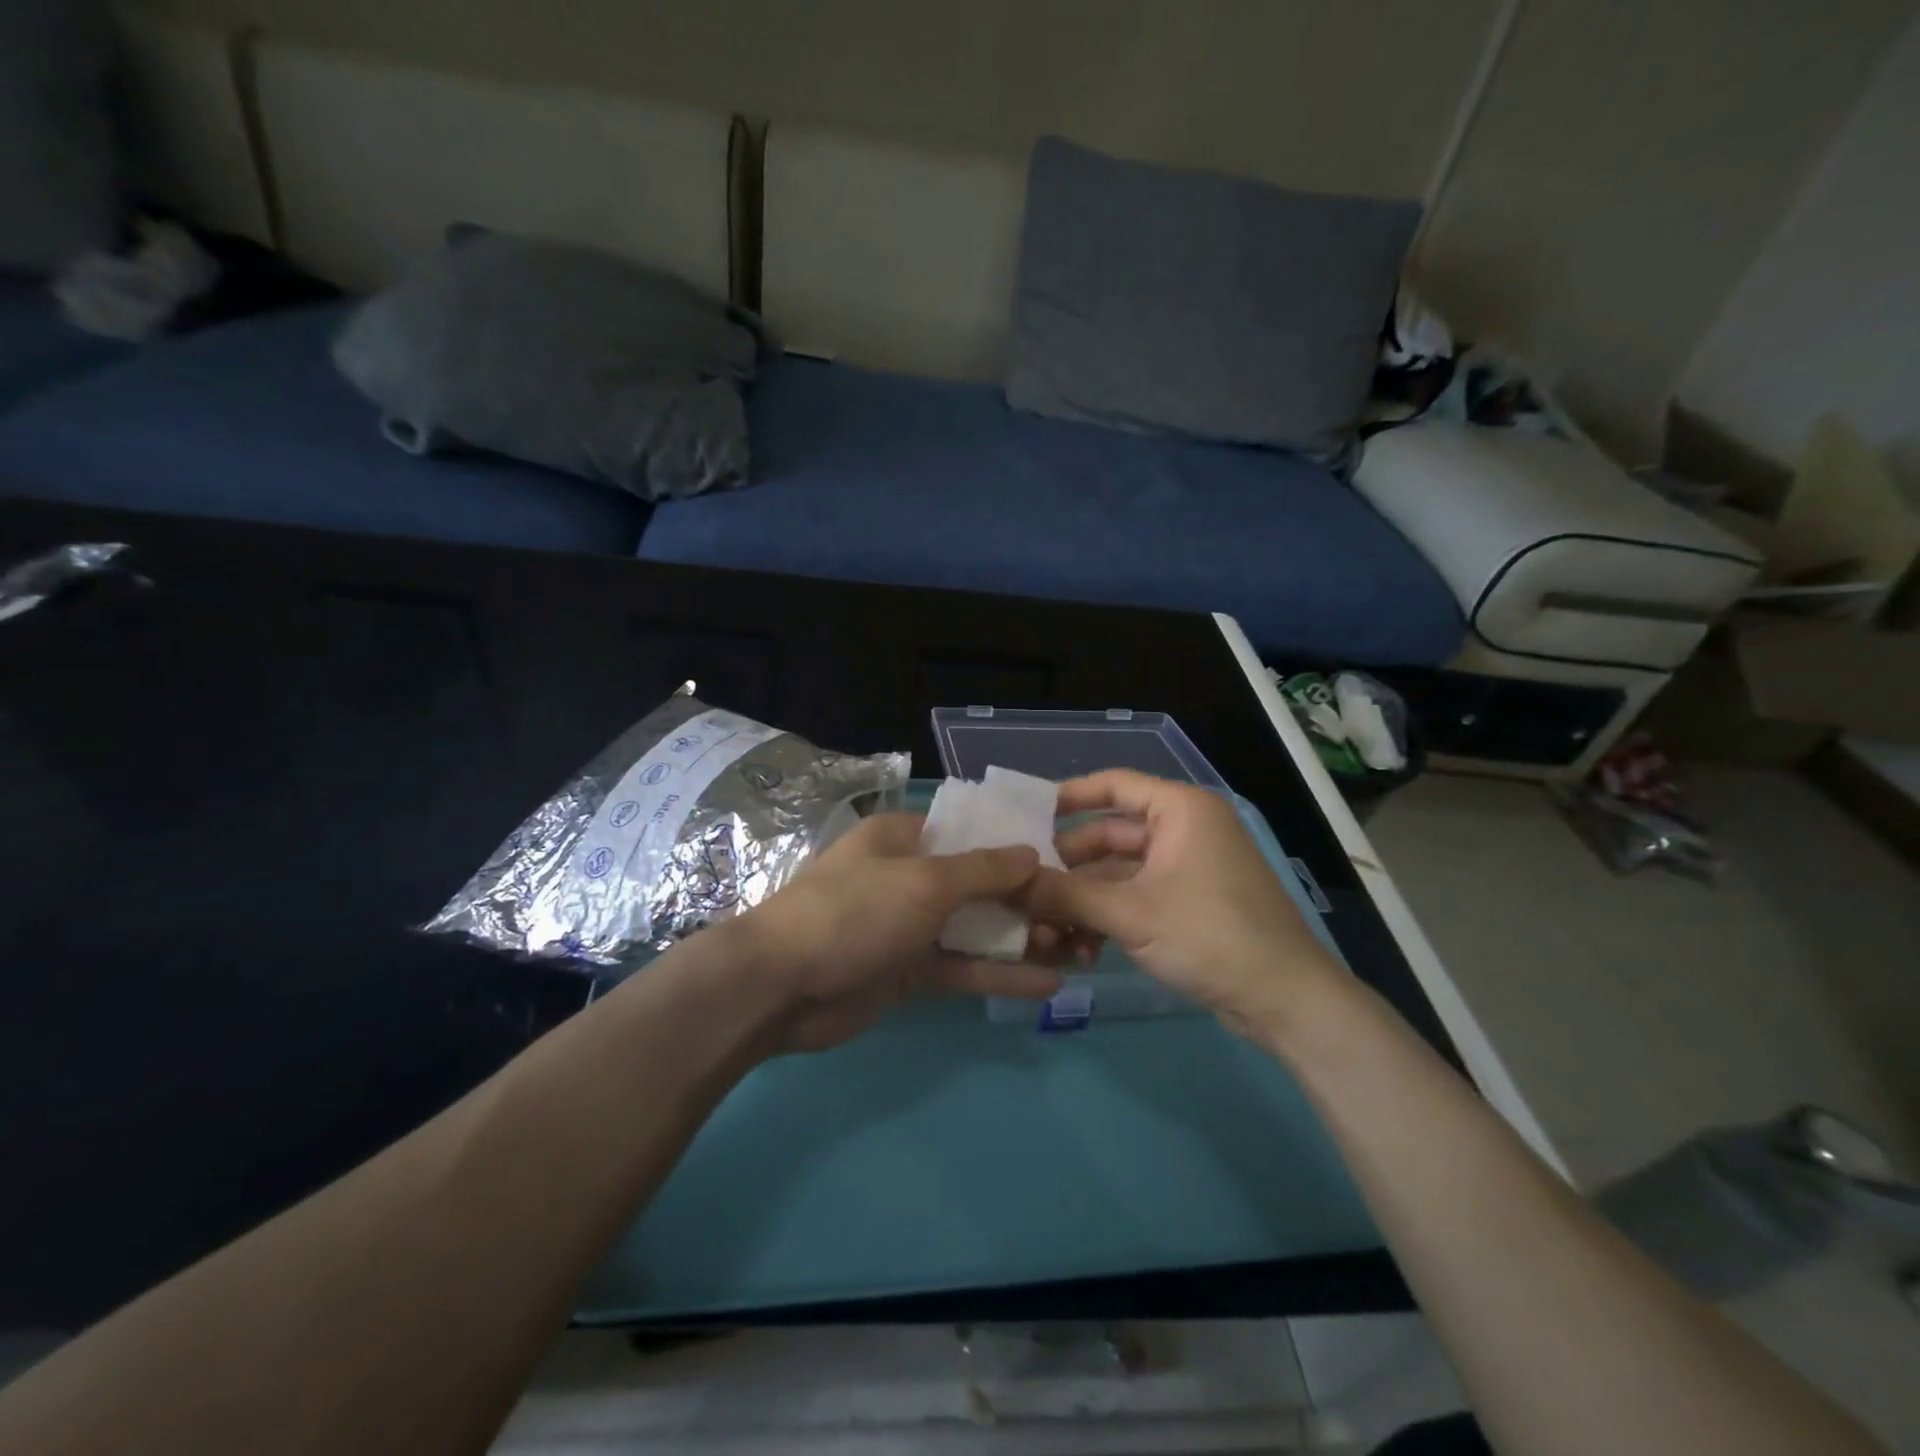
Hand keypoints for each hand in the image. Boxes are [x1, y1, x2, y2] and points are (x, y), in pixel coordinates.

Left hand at [740, 811, 1062, 1052]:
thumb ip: (982, 870)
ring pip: (974, 928)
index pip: (969, 834)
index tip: (1063, 859)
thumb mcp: (924, 882)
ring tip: (1077, 950)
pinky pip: (961, 968)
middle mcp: (908, 877)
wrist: (780, 987)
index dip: (1014, 845)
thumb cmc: (854, 912)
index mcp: (903, 839)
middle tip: (1080, 914)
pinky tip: (1048, 984)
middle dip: (1027, 898)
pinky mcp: (908, 972)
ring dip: (1020, 939)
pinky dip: (998, 975)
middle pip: (977, 884)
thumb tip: (1032, 853)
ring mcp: (908, 927)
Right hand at [1023, 770, 1342, 1038]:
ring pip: (1119, 871)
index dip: (1067, 796)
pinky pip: (1136, 895)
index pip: (1113, 785)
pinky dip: (1109, 915)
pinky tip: (1081, 947)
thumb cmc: (1209, 935)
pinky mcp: (1189, 901)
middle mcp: (1184, 829)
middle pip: (1109, 834)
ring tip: (1046, 925)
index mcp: (1180, 810)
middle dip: (1068, 863)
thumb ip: (1065, 894)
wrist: (1284, 999)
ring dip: (1084, 897)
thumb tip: (1010, 883)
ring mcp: (1188, 867)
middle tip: (1025, 884)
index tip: (1024, 814)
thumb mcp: (1130, 913)